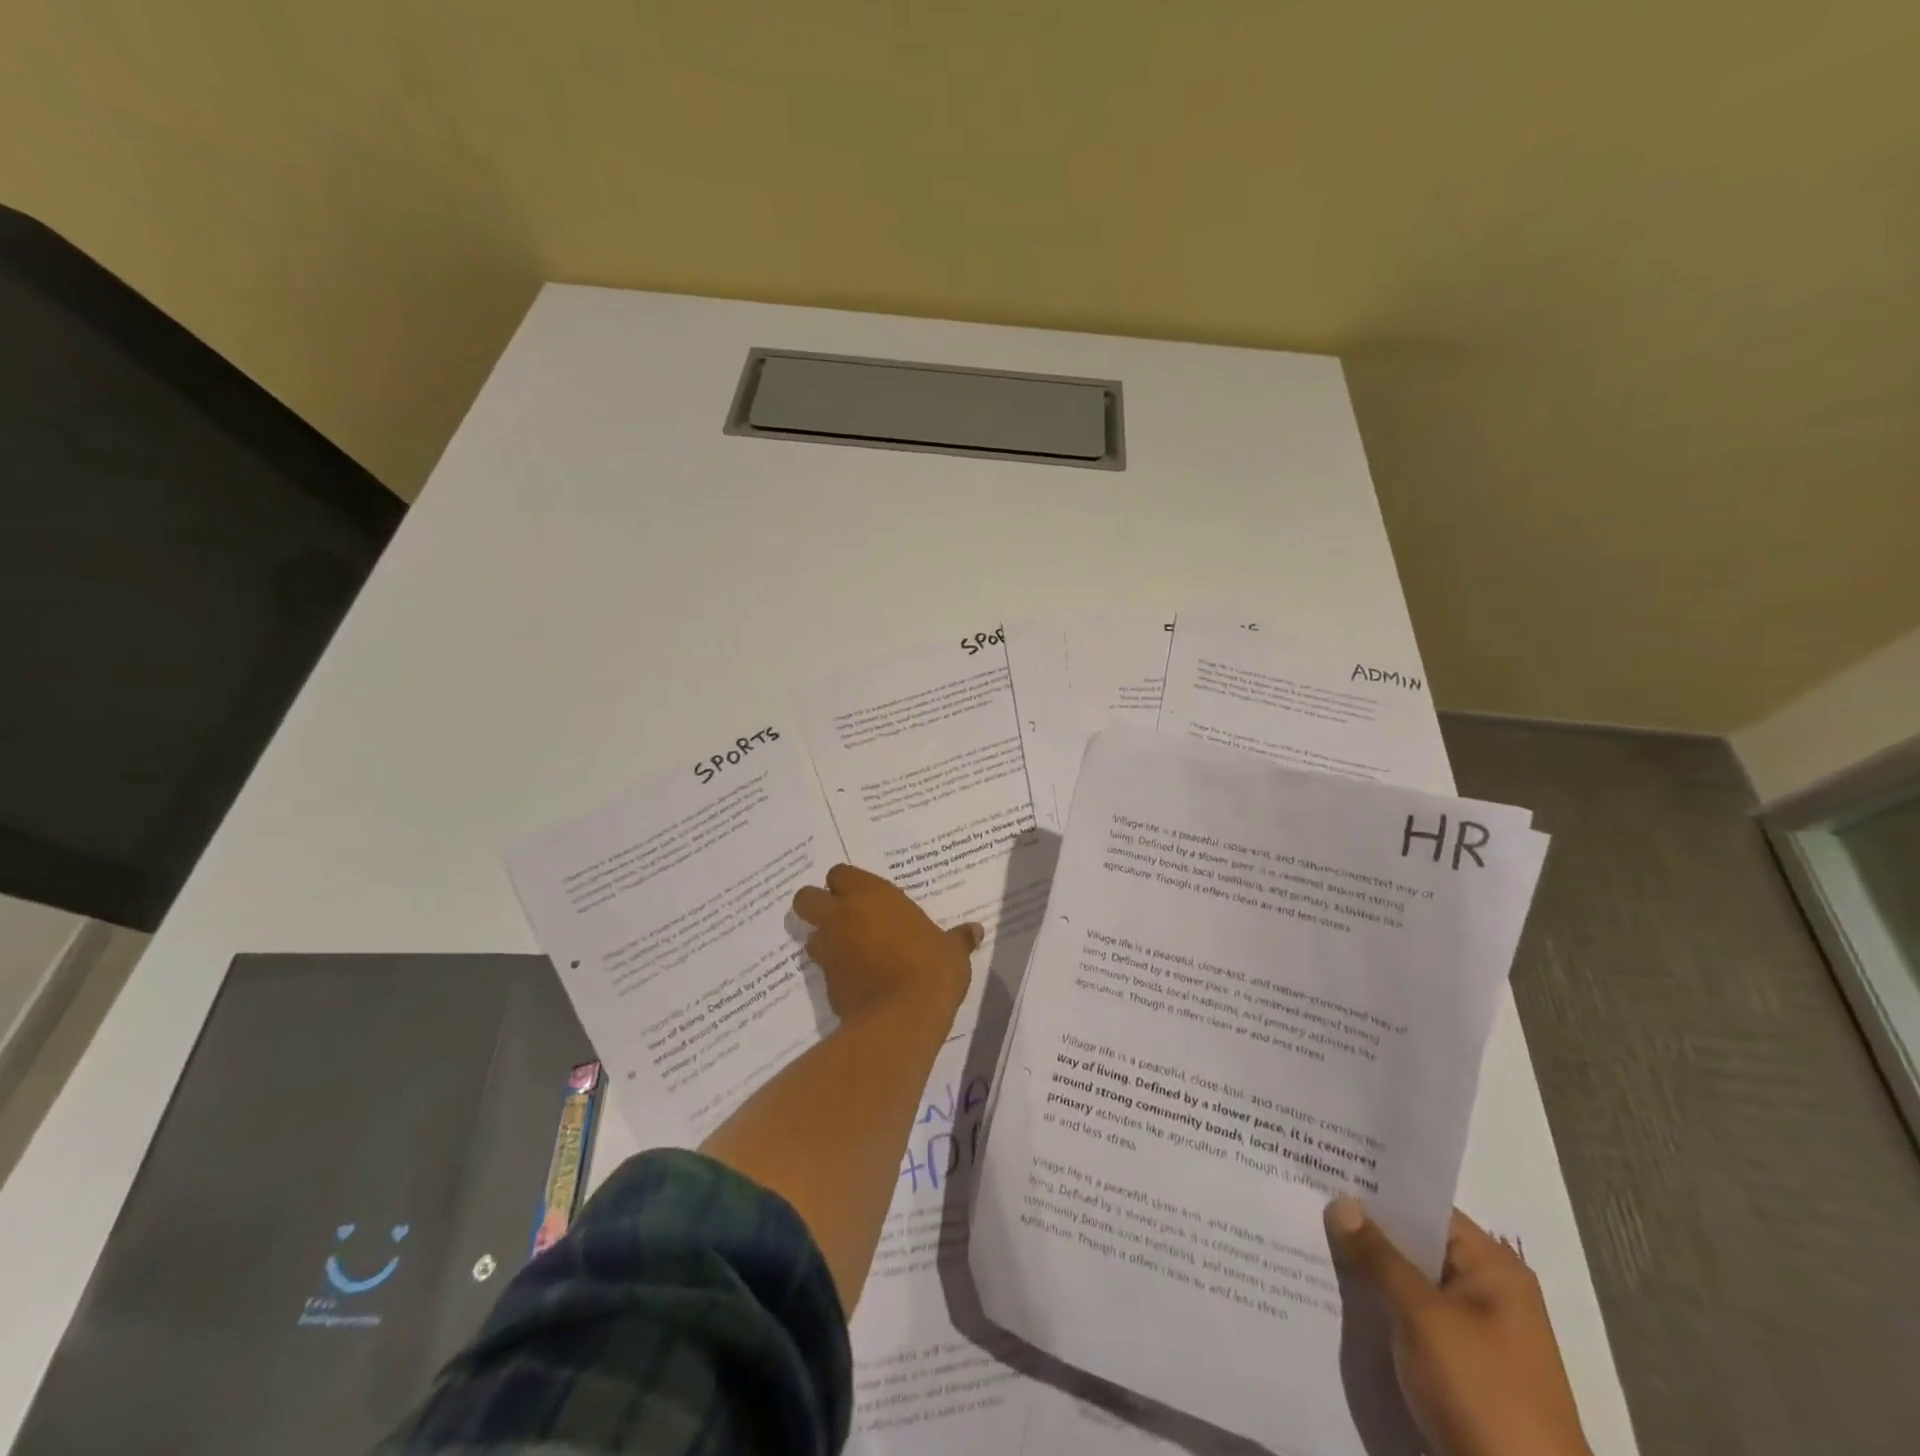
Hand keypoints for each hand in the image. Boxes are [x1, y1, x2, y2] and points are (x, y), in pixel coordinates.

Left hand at [791, 864, 980, 1026]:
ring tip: (850, 953)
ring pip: (810, 937)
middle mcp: (843, 916)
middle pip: (805, 899)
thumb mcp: (952, 950)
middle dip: (816, 905)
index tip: (862, 895)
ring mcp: (831, 951)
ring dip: (824, 942)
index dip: (845, 884)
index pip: (839, 874)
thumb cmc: (931, 968)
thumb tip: (975, 931)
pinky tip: (859, 983)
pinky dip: (836, 974)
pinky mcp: (827, 984)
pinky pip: (824, 971)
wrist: (903, 1016)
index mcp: (871, 895)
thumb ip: (958, 938)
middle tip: (840, 917)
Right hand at [1325, 1199, 1591, 1455]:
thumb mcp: (1423, 1317)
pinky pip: (1409, 1321)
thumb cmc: (1482, 1393)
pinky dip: (1378, 1309)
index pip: (1425, 1207)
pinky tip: (1334, 1297)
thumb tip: (1342, 1201)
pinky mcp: (1458, 1371)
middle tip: (1306, 1201)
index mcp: (1493, 1269)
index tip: (1326, 1170)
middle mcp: (1487, 1293)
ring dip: (1367, 1272)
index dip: (1377, 1189)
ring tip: (1306, 1241)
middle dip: (1364, 1230)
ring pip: (1407, 1285)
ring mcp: (1474, 1335)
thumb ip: (1378, 1256)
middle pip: (1415, 1245)